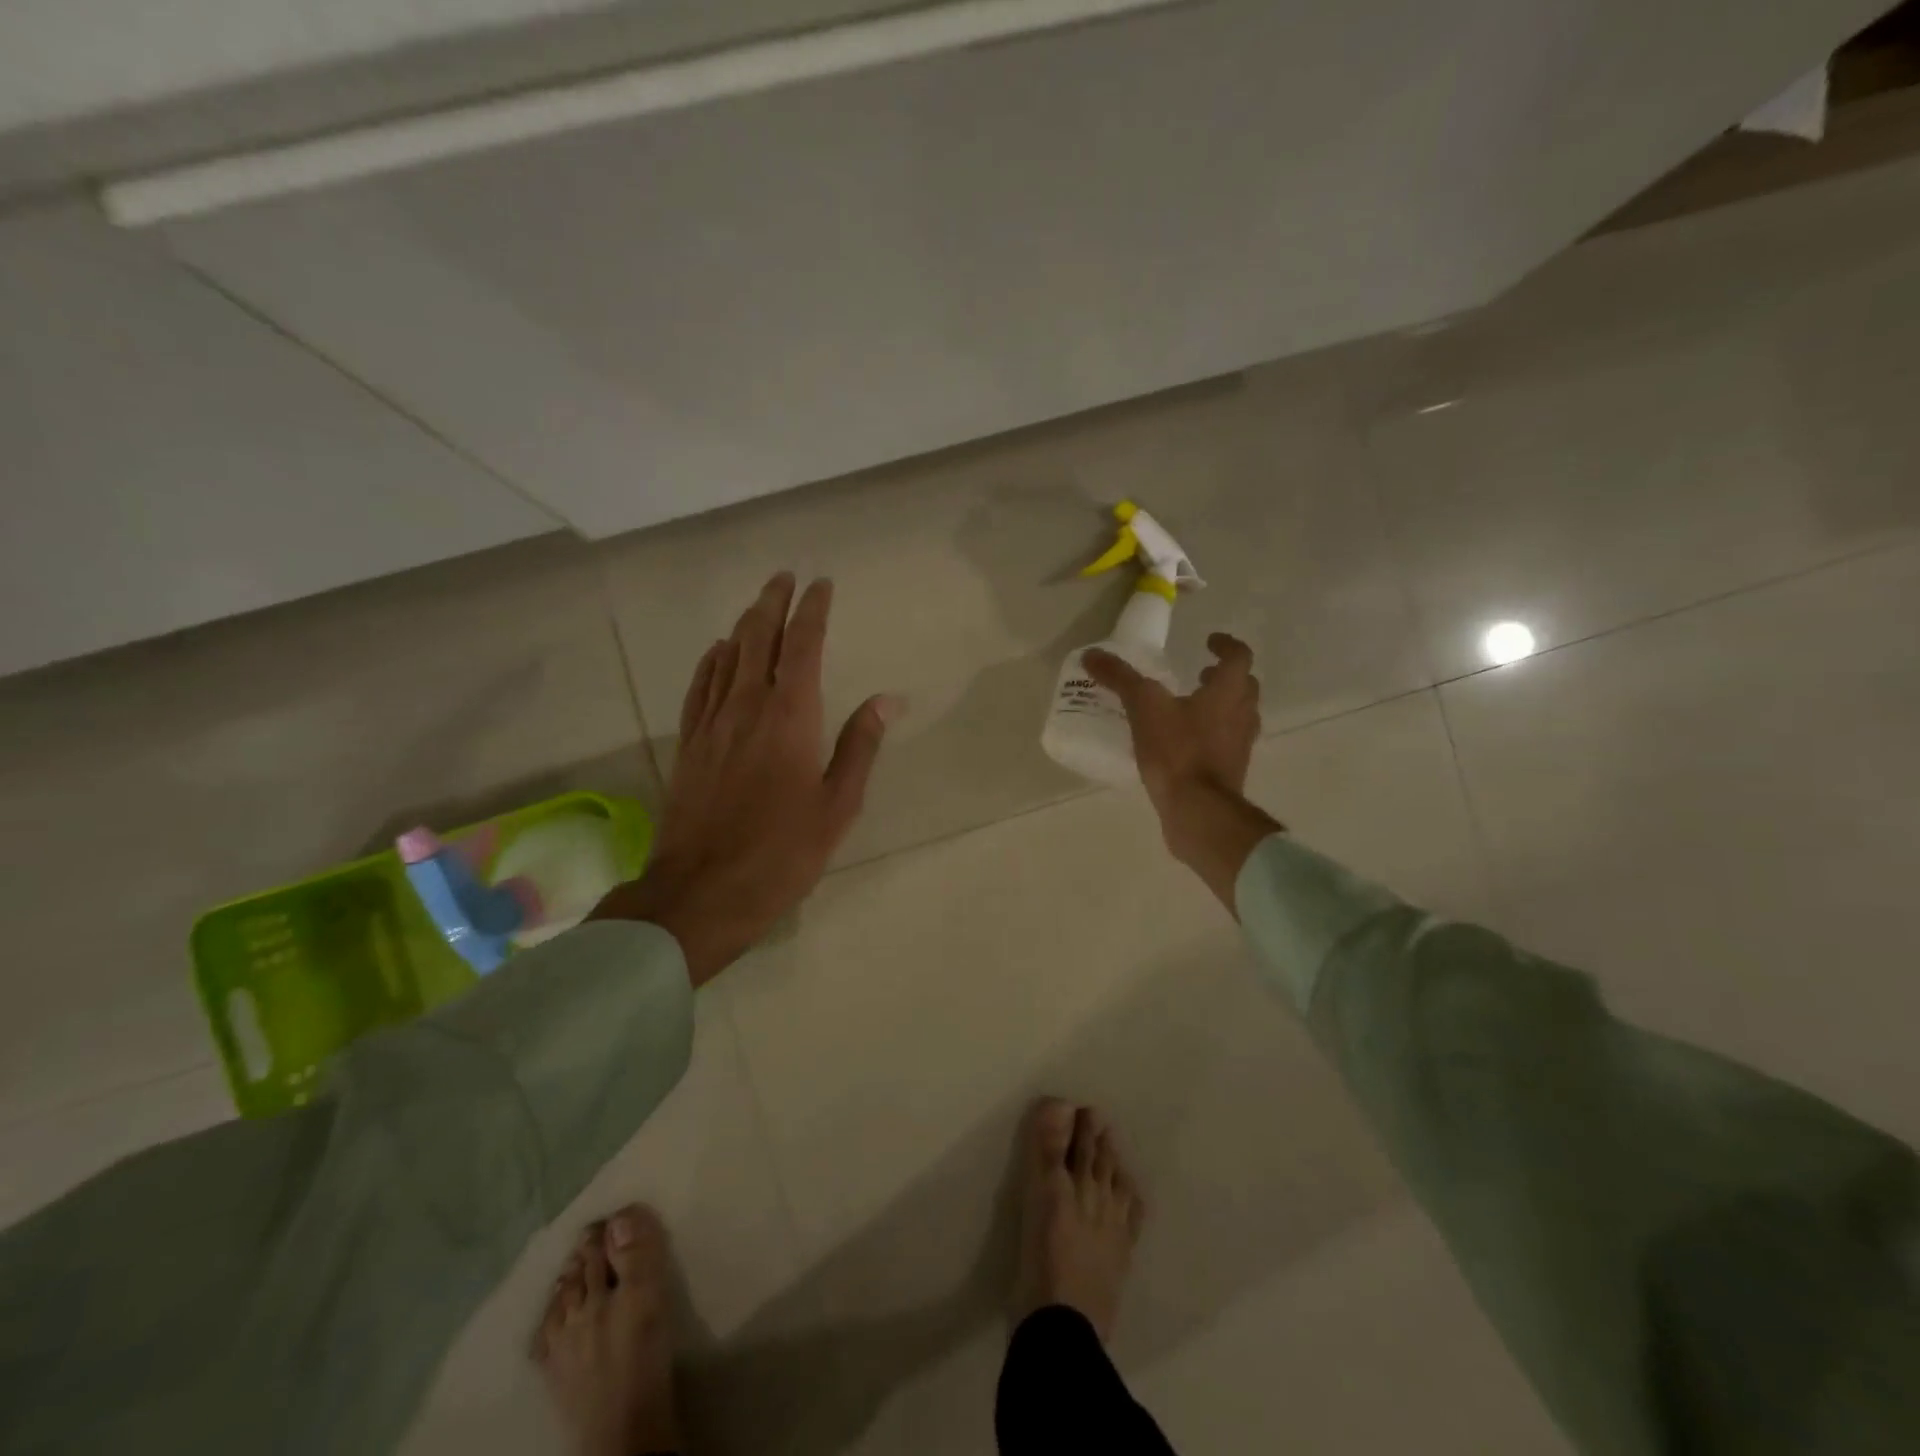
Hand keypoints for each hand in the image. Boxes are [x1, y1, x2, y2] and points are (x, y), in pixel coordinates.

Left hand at [592, 573, 900, 984]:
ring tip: (758, 604)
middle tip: (785, 577)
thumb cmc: (783, 852)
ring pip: (727, 657)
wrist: (702, 891)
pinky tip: (717, 652)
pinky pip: (700, 687)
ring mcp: (712, 724)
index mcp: (790, 717)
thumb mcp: (838, 805)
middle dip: (773, 603)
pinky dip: (711, 661)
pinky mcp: (689, 744)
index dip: (812, 610)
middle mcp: (747, 706)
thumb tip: (887, 700)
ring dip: (744, 624)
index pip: (802, 645)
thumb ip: (860, 746)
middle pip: (758, 638)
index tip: (821, 584)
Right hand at [1085, 633, 1281, 913]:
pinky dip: (1210, 736)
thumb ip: (1120, 679)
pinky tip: (1181, 744)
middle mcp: (1242, 715)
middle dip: (1224, 677)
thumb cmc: (1178, 751)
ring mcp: (1239, 746)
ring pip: (1237, 716)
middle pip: (1244, 687)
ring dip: (1219, 707)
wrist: (1198, 810)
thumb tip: (1092, 655)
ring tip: (1189, 708)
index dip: (1226, 645)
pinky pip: (1225, 744)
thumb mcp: (1143, 707)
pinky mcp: (1230, 772)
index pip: (1238, 657)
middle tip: (1200, 674)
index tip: (1209, 641)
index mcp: (1228, 692)